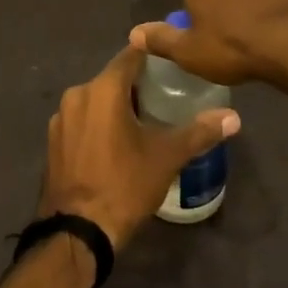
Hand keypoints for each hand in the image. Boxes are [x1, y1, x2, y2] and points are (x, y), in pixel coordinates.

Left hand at [37, 44, 240, 250]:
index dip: (152, 55)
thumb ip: (200, 132)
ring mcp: (60, 120)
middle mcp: (76, 95)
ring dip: (115, 107)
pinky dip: (98, 124)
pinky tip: (114, 144)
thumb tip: (234, 118)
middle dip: (135, 85)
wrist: (77, 232)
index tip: (171, 61)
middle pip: (111, 79)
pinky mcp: (52, 142)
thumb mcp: (167, 157)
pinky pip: (81, 121)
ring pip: (94, 101)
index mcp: (102, 89)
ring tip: (142, 122)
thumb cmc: (124, 185)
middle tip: (164, 97)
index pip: (130, 56)